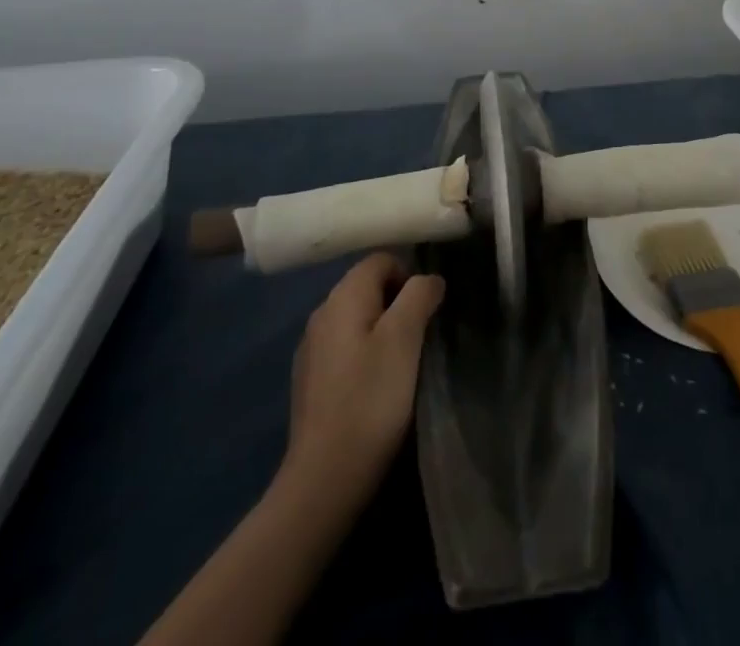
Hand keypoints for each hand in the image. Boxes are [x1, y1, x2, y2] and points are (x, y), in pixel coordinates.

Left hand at [283, 252, 445, 505]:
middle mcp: (321, 313)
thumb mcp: (404, 339)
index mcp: (343, 297)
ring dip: (382, 329)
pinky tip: (376, 385)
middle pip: (367, 286)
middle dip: (397, 302)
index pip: (381, 259)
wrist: (324, 478)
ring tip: (403, 361)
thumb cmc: (370, 400)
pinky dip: (364, 353)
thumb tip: (429, 279)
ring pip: (356, 318)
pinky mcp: (310, 380)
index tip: (427, 309)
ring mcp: (311, 349)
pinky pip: (345, 347)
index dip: (409, 274)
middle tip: (420, 335)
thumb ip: (419, 296)